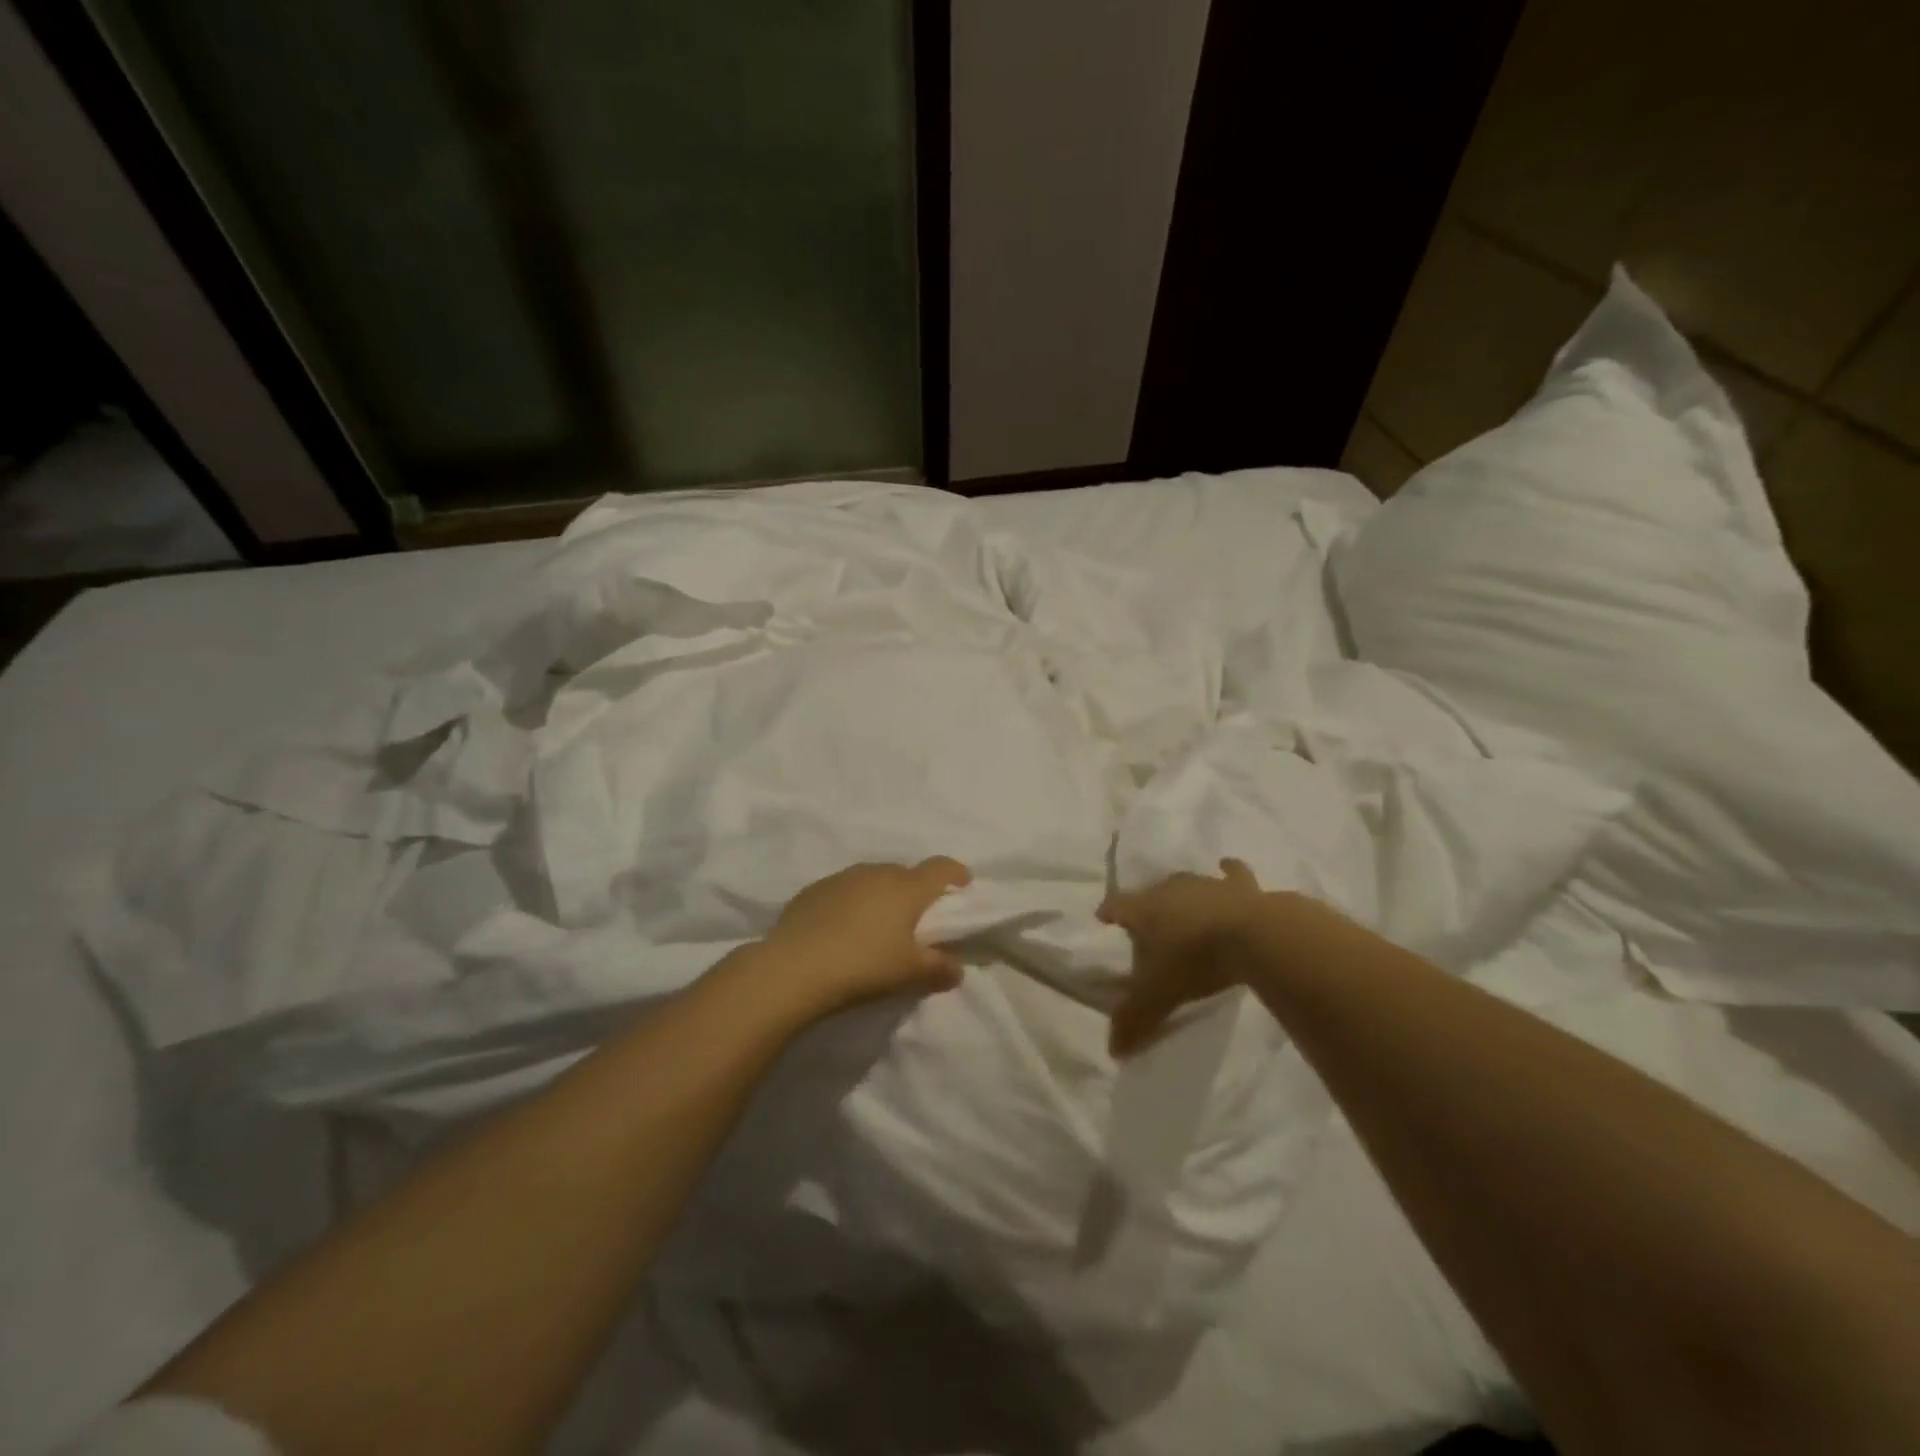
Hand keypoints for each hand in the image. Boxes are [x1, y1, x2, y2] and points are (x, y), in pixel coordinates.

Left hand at [755, 857, 972, 1017]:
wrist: (793, 968)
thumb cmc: (863, 966)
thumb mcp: (909, 974)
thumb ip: (939, 969)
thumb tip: (956, 968)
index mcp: (907, 887)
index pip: (940, 868)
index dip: (956, 874)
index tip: (963, 886)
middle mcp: (876, 872)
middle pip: (905, 874)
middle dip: (915, 892)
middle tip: (916, 920)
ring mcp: (842, 878)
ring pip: (872, 880)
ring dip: (881, 897)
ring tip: (877, 927)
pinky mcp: (813, 890)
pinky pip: (844, 891)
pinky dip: (851, 905)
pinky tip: (842, 931)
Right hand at [1098, 858, 1267, 1057]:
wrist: (1255, 936)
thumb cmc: (1196, 960)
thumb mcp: (1160, 994)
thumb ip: (1136, 1019)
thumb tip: (1113, 1051)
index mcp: (1145, 909)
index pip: (1118, 905)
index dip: (1109, 911)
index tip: (1103, 917)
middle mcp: (1171, 889)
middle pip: (1152, 893)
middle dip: (1148, 906)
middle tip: (1149, 924)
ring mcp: (1207, 884)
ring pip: (1188, 883)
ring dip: (1184, 894)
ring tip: (1184, 906)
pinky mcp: (1242, 886)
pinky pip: (1232, 873)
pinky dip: (1229, 872)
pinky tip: (1227, 868)